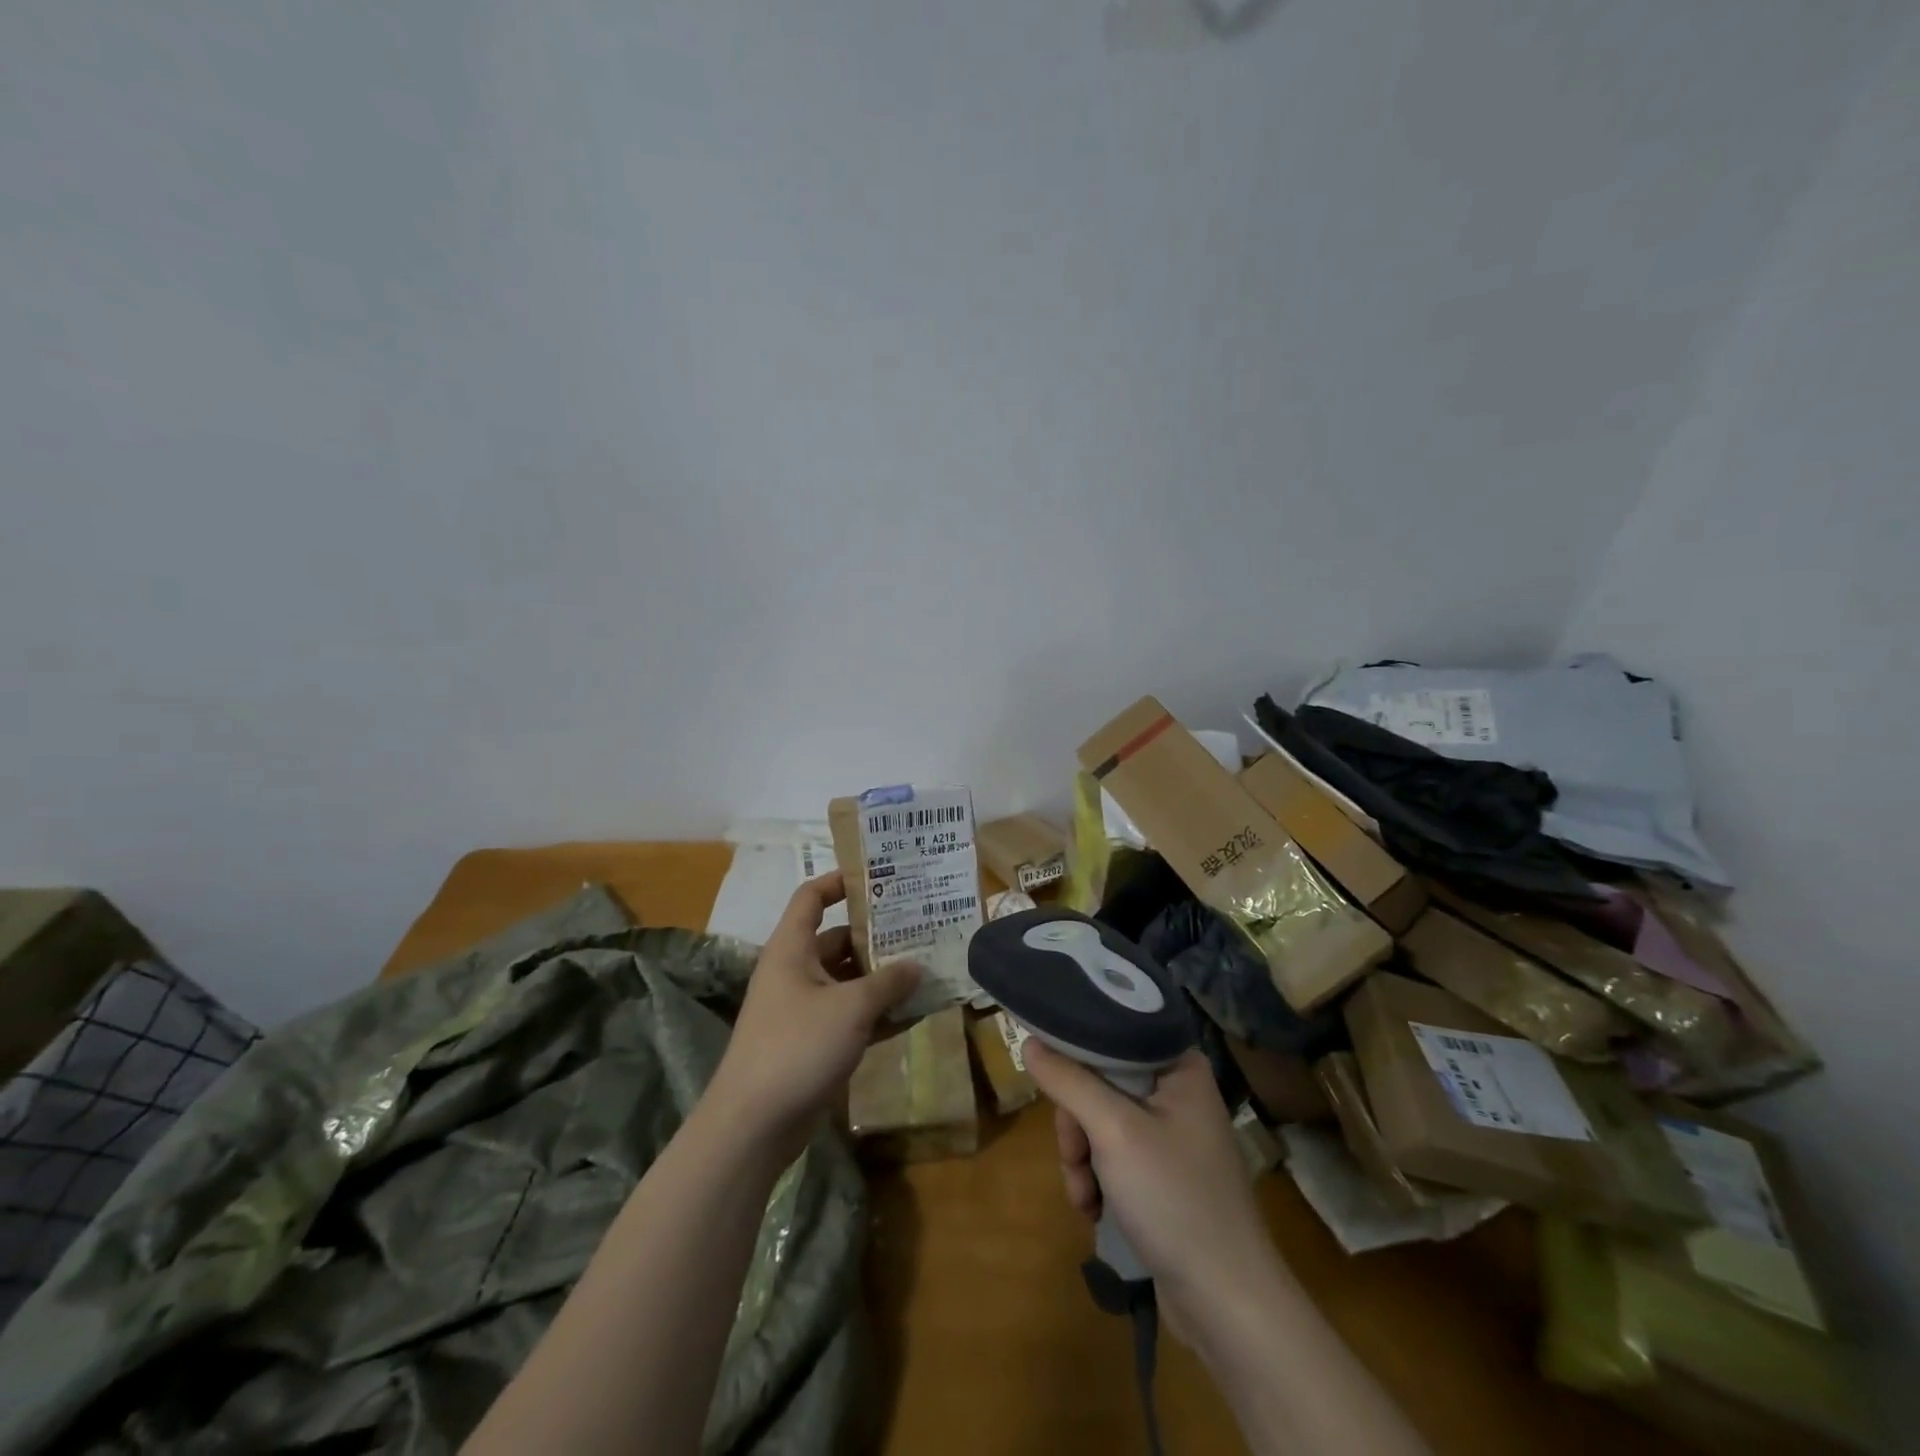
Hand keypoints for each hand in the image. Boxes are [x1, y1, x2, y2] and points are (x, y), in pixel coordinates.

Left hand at [704, 873, 920, 1159]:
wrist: (754, 1125)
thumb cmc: (797, 1047)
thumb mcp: (851, 1007)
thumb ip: (888, 982)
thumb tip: (917, 965)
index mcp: (791, 949)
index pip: (811, 898)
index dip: (839, 882)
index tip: (877, 878)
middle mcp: (795, 972)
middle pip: (837, 940)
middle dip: (876, 936)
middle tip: (919, 928)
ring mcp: (803, 1009)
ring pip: (847, 980)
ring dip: (882, 977)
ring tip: (926, 968)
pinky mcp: (813, 1042)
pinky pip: (850, 1015)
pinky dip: (877, 1012)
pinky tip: (914, 1013)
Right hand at [1024, 1044, 1284, 1339]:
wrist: (1226, 1304)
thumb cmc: (1175, 1198)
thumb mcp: (1113, 1131)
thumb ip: (1068, 1081)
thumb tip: (1028, 1041)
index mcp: (1179, 1065)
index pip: (1113, 1033)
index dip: (1076, 1050)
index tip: (1048, 1072)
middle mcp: (1177, 1091)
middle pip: (1100, 1081)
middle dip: (1077, 1124)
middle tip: (1074, 1156)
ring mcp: (1171, 1135)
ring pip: (1100, 1121)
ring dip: (1081, 1158)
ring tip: (1085, 1197)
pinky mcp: (1163, 1174)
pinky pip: (1113, 1155)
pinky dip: (1097, 1179)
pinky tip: (1095, 1210)